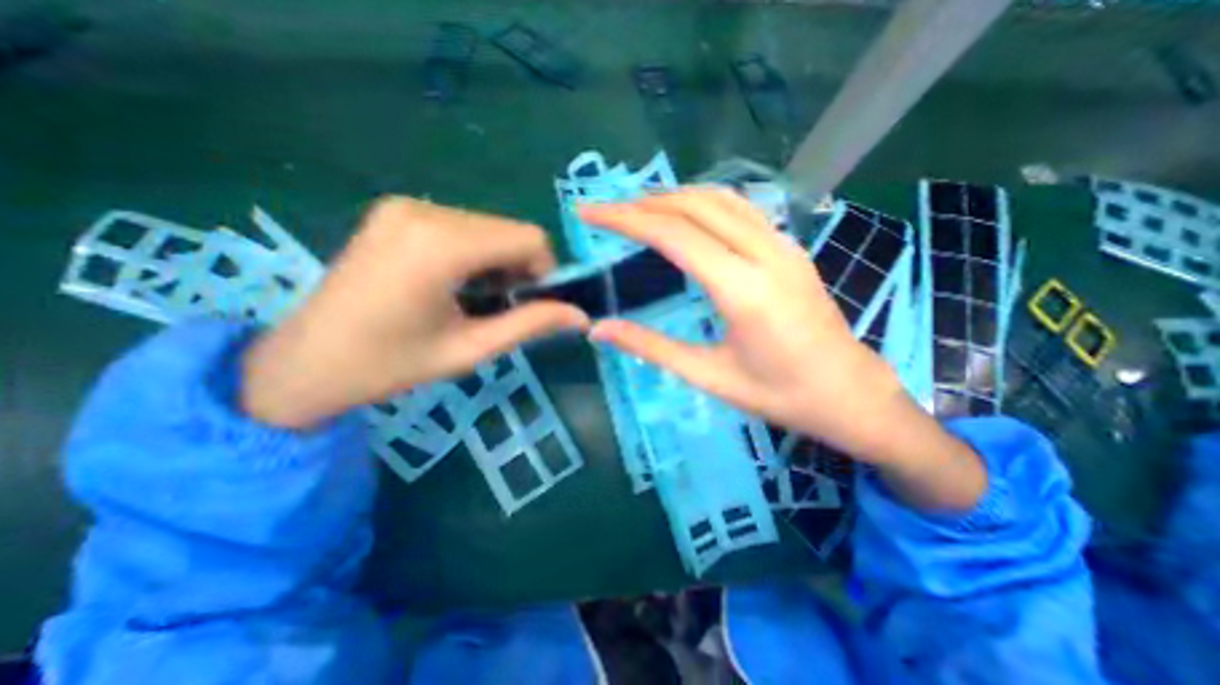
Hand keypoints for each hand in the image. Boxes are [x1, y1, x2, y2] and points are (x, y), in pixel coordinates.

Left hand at [237, 196, 589, 428]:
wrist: (304, 363)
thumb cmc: (390, 365)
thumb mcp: (470, 349)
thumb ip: (531, 325)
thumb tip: (581, 317)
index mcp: (441, 245)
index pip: (529, 238)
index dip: (543, 272)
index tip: (528, 304)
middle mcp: (425, 211)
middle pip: (510, 230)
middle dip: (519, 268)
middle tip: (498, 307)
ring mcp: (406, 206)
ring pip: (490, 227)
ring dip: (497, 261)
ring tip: (472, 298)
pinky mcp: (397, 212)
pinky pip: (464, 226)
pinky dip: (475, 252)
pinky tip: (453, 282)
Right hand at [581, 187, 988, 508]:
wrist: (850, 393)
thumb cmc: (780, 394)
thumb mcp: (709, 376)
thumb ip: (651, 347)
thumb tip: (599, 330)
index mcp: (742, 290)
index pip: (673, 235)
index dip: (626, 219)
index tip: (589, 214)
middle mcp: (765, 254)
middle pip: (694, 206)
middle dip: (643, 202)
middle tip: (607, 211)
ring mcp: (783, 245)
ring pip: (721, 198)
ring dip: (673, 196)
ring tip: (638, 209)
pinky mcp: (790, 248)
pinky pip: (741, 209)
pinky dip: (702, 203)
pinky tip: (685, 216)